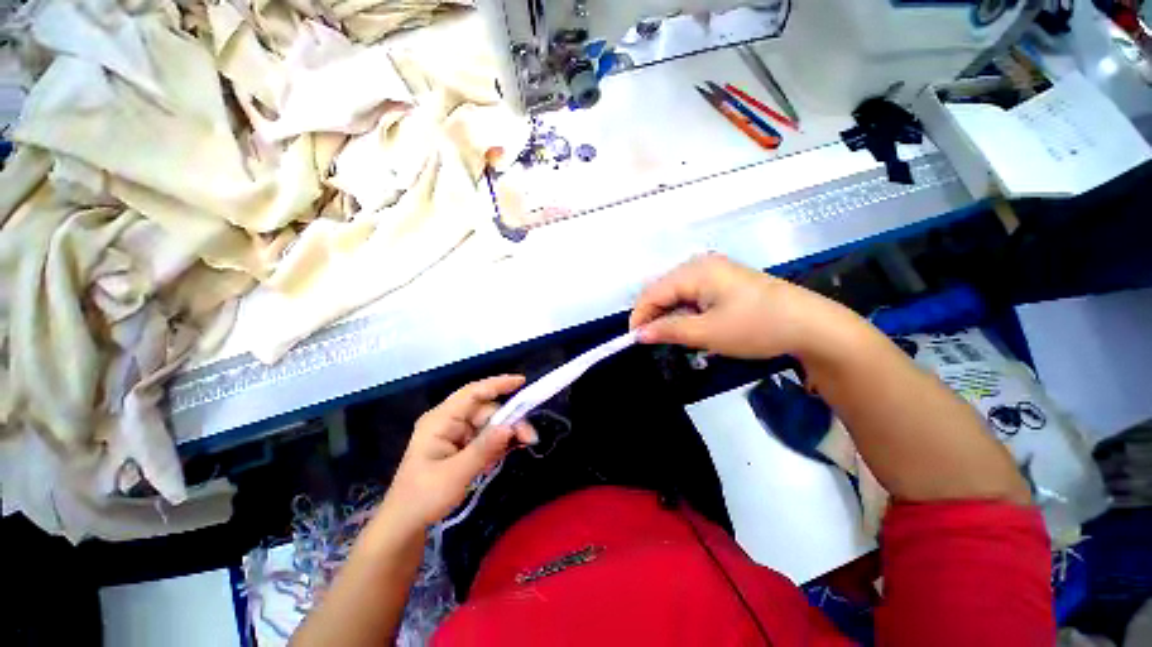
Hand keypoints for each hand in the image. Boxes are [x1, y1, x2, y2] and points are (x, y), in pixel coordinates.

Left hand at [387, 376, 536, 528]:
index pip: (473, 392)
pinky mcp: (460, 445)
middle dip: (508, 420)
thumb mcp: (455, 474)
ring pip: (488, 423)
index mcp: (440, 420)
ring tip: (519, 447)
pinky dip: (496, 444)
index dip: (498, 384)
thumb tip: (510, 427)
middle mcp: (448, 421)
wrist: (405, 525)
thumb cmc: (424, 498)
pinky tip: (501, 456)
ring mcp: (454, 433)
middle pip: (485, 410)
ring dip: (504, 434)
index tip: (522, 382)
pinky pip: (485, 437)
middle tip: (529, 437)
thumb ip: (484, 448)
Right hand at [630, 254, 852, 359]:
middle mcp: (701, 264)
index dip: (640, 316)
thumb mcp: (708, 332)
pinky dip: (685, 312)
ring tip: (670, 337)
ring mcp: (714, 271)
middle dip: (654, 315)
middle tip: (652, 341)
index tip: (634, 341)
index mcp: (695, 270)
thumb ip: (669, 331)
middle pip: (663, 290)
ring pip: (677, 293)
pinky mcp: (724, 281)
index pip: (653, 292)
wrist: (812, 326)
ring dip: (669, 315)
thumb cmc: (757, 327)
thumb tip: (639, 334)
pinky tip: (690, 327)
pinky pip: (693, 295)